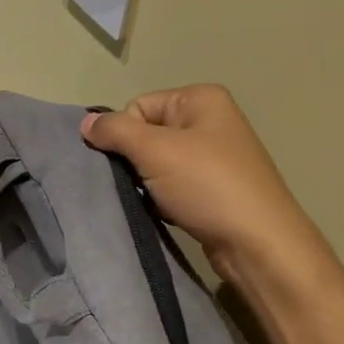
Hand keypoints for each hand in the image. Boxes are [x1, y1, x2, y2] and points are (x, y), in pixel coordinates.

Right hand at [82, 85, 317, 285]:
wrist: (259, 245)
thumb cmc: (208, 186)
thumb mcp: (155, 150)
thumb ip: (115, 131)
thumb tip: (85, 122)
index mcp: (201, 99)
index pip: (138, 106)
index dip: (124, 134)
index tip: (128, 163)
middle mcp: (210, 121)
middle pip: (147, 133)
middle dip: (133, 160)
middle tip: (135, 184)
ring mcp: (215, 157)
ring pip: (157, 163)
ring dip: (146, 183)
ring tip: (150, 201)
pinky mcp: (214, 189)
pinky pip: (172, 185)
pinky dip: (161, 198)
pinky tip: (163, 213)